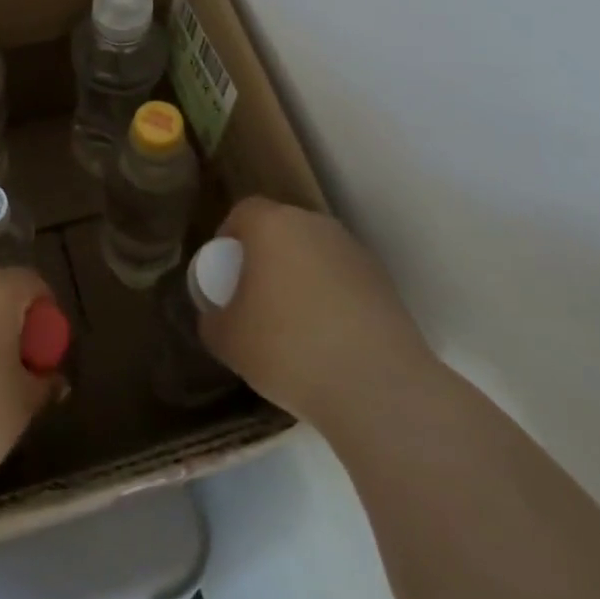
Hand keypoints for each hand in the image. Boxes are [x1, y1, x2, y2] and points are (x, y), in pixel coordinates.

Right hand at [198, 197, 440, 449]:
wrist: (378, 387)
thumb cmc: (287, 349)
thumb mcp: (226, 340)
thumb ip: (213, 318)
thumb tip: (219, 315)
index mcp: (273, 225)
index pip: (244, 211)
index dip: (229, 237)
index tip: (225, 272)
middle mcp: (316, 226)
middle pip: (282, 230)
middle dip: (266, 257)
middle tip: (255, 297)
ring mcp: (355, 252)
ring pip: (316, 255)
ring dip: (302, 278)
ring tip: (295, 326)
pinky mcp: (386, 284)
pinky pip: (345, 281)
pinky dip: (333, 300)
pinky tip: (330, 342)